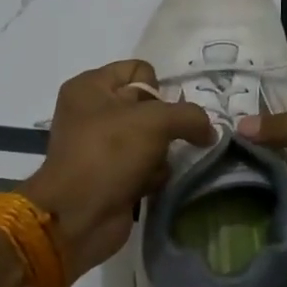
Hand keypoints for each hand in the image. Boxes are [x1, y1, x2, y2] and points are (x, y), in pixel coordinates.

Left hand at [20, 60, 214, 283]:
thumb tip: (209, 131)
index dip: (157, 88)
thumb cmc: (109, 153)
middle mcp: (93, 111)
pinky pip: (145, 165)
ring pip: (151, 138)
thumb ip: (190, 116)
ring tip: (155, 166)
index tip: (160, 112)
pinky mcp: (111, 175)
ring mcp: (101, 146)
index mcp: (91, 86)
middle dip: (166, 124)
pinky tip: (148, 184)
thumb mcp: (155, 121)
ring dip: (162, 153)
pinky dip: (153, 174)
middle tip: (167, 140)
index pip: (139, 69)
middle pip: (148, 105)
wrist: (77, 217)